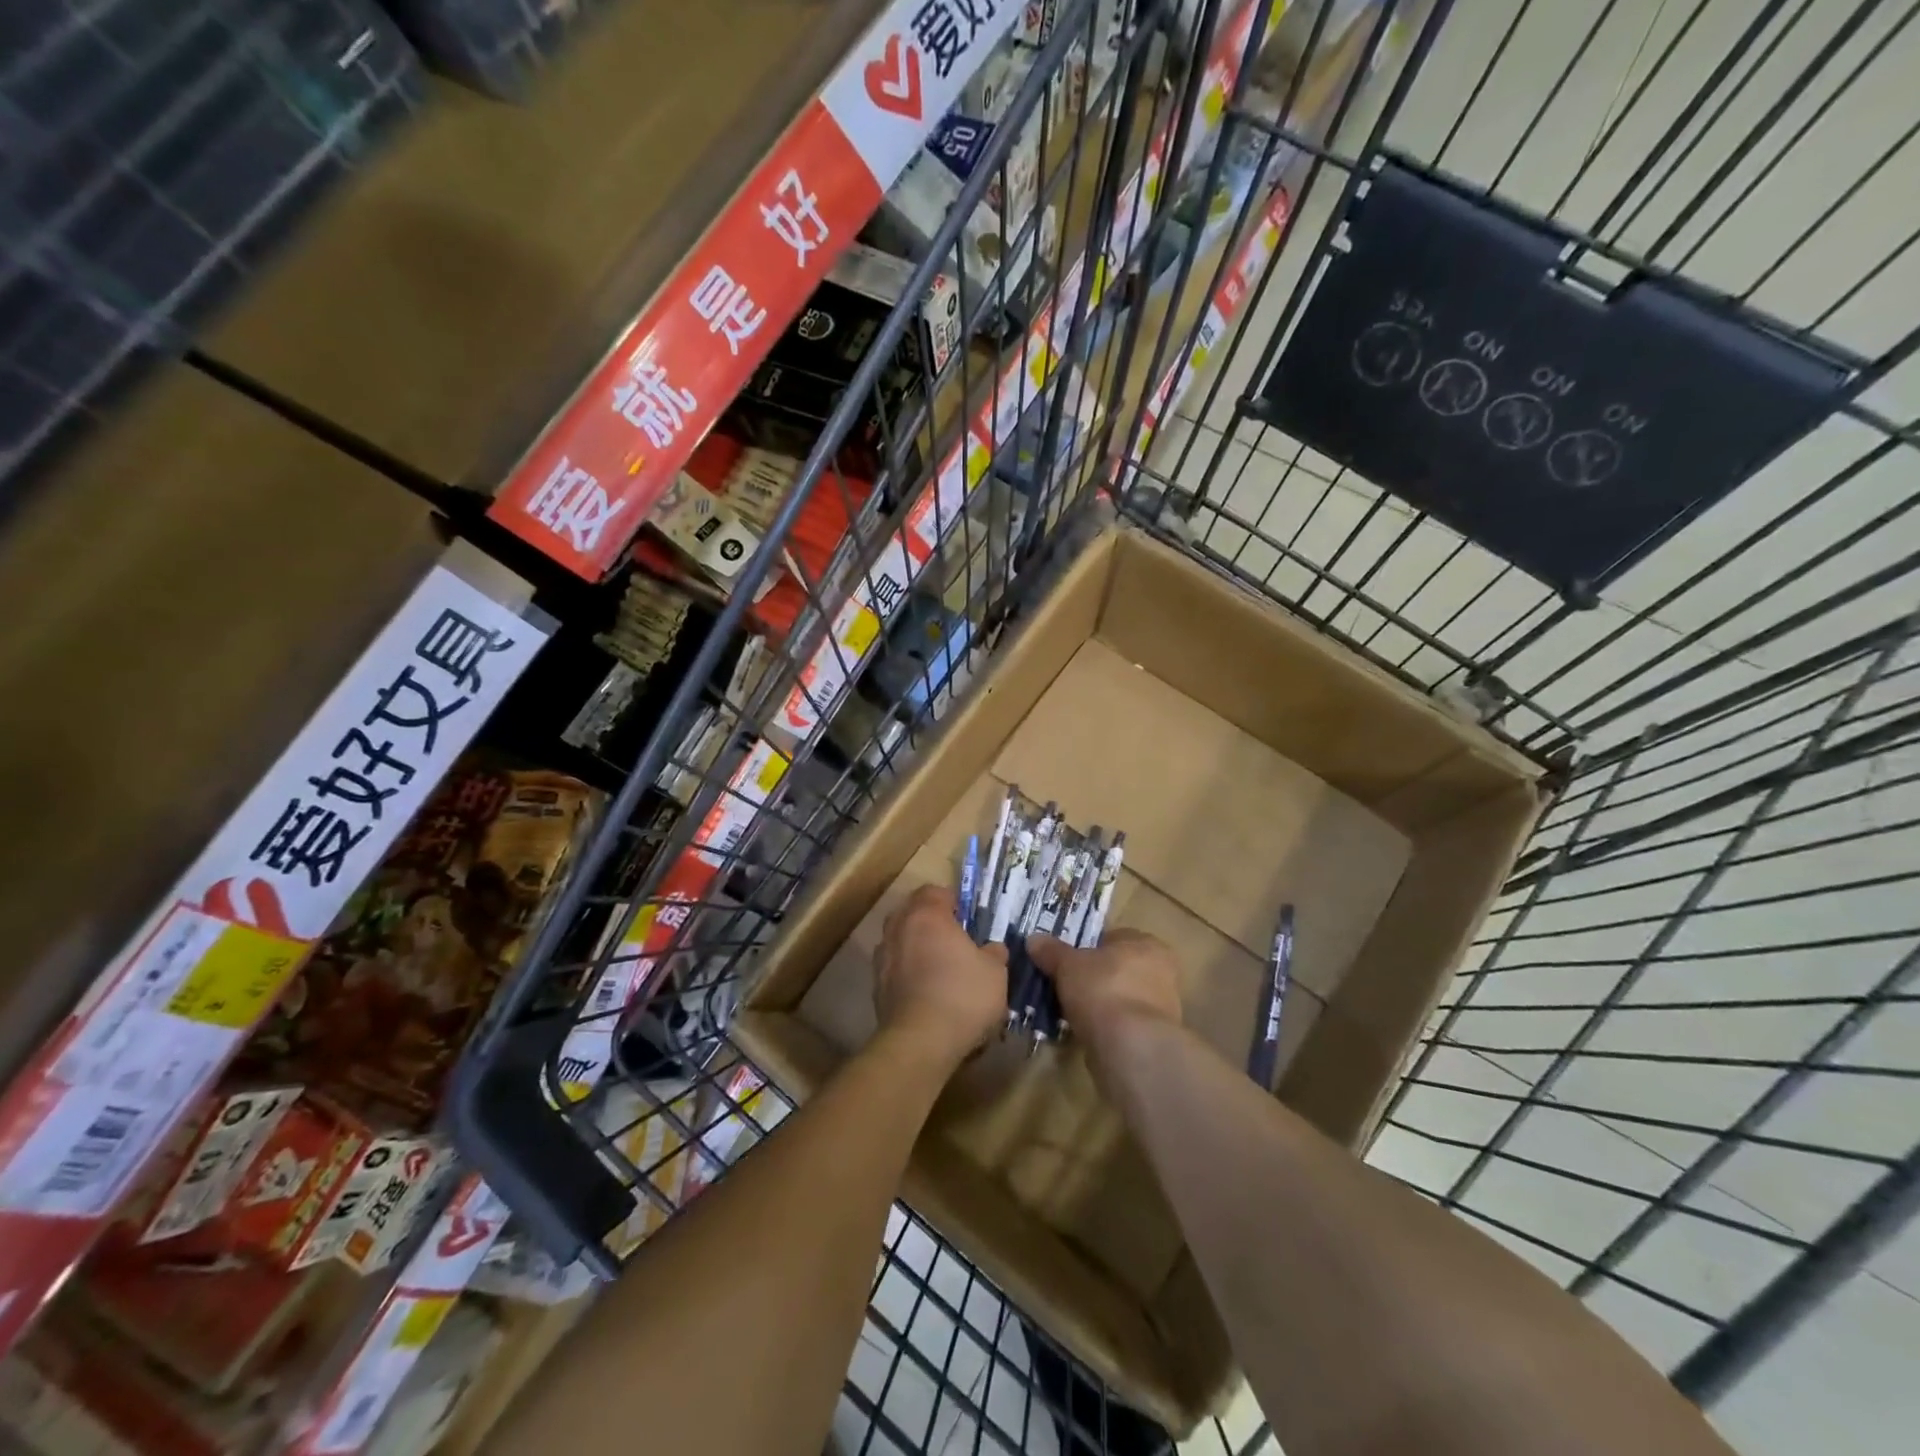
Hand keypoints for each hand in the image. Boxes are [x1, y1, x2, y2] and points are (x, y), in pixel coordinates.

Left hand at [875, 885, 1008, 1069]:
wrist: (919, 1042)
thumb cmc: (962, 996)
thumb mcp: (995, 972)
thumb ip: (994, 953)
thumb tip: (992, 948)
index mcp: (927, 915)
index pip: (934, 891)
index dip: (952, 901)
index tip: (968, 918)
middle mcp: (898, 928)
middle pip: (912, 913)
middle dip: (931, 922)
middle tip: (955, 941)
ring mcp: (882, 958)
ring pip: (900, 941)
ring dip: (916, 948)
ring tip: (939, 969)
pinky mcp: (876, 987)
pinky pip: (895, 969)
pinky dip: (908, 974)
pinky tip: (926, 993)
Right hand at [1028, 930, 1181, 1086]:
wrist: (1131, 1047)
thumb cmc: (1103, 989)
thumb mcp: (1068, 965)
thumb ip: (1051, 951)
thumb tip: (1034, 939)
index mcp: (1146, 943)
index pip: (1113, 938)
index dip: (1087, 948)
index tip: (1066, 962)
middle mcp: (1162, 971)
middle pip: (1118, 968)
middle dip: (1094, 977)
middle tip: (1067, 986)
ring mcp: (1163, 1006)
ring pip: (1121, 997)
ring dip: (1100, 1004)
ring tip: (1071, 1013)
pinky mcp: (1156, 1037)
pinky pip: (1124, 1024)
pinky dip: (1107, 1027)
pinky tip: (1087, 1033)